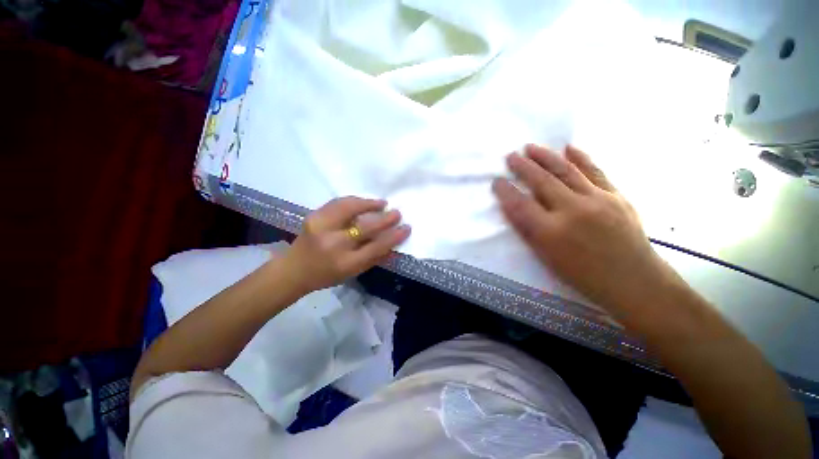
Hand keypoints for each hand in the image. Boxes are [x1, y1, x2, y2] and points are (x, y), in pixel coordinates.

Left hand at [282, 196, 410, 292]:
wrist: (294, 269)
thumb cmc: (327, 275)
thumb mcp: (353, 273)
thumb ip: (375, 259)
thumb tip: (394, 244)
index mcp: (346, 263)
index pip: (376, 247)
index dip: (394, 237)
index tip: (406, 228)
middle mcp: (334, 245)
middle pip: (365, 228)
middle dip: (385, 219)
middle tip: (397, 213)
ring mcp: (321, 228)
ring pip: (350, 208)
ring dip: (369, 204)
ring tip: (382, 203)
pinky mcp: (313, 216)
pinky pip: (338, 203)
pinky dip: (354, 200)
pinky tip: (364, 201)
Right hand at [492, 144, 677, 313]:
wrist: (633, 280)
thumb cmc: (582, 275)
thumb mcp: (546, 258)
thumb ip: (528, 230)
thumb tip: (512, 208)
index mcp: (551, 232)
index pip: (520, 205)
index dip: (506, 191)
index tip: (496, 181)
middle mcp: (573, 211)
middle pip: (542, 182)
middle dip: (523, 167)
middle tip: (510, 156)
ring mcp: (598, 200)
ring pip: (566, 171)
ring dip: (545, 157)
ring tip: (531, 147)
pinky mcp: (616, 196)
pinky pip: (595, 171)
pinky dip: (580, 157)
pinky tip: (569, 147)